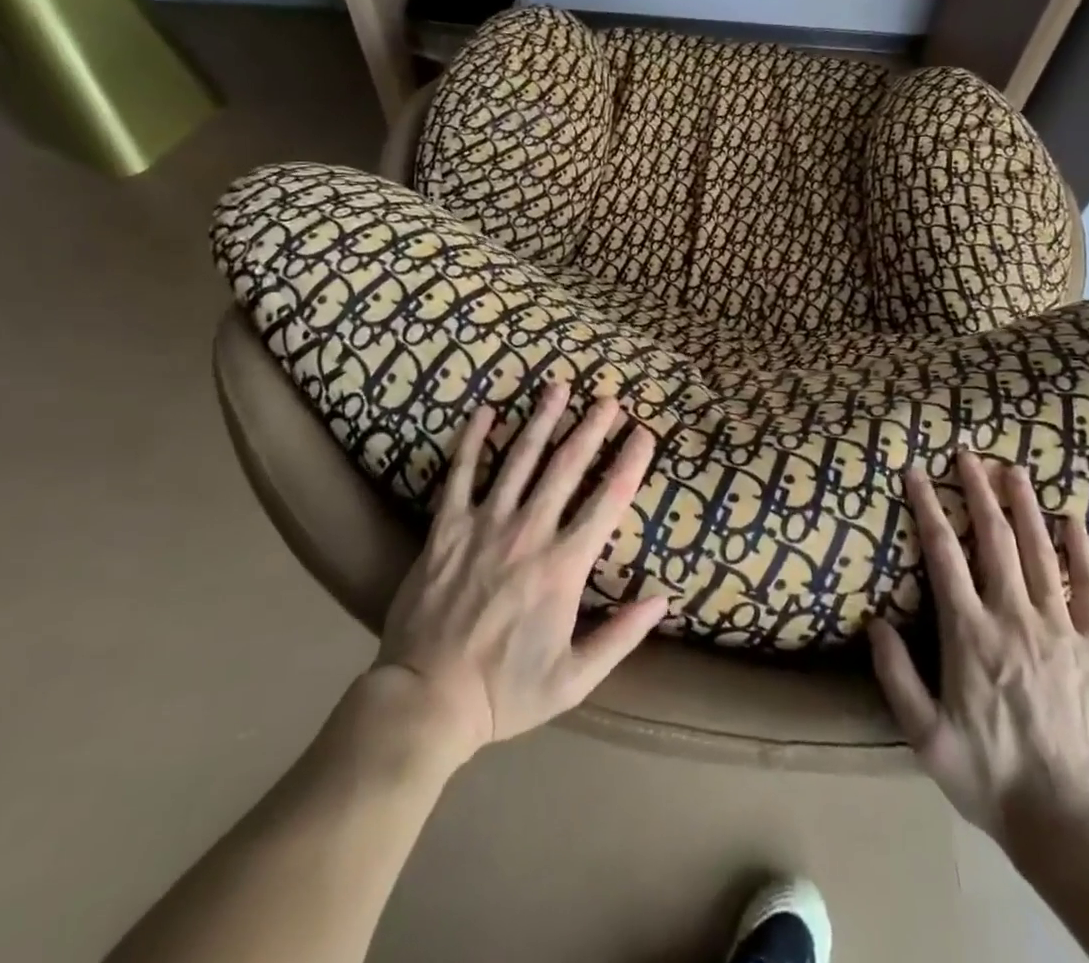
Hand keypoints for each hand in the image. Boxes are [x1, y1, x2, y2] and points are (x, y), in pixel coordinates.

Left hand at [366, 384, 669, 767]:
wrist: (426, 700)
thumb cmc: (504, 692)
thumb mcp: (574, 679)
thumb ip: (620, 636)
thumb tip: (662, 600)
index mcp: (563, 566)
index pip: (607, 501)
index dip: (630, 463)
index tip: (644, 434)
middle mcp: (529, 532)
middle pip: (567, 467)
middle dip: (591, 429)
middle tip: (609, 399)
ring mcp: (484, 524)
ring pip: (520, 459)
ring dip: (542, 420)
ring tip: (559, 387)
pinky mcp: (446, 527)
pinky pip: (461, 474)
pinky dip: (473, 440)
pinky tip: (486, 411)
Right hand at [869, 455, 1088, 855]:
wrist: (1072, 824)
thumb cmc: (990, 777)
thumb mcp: (925, 736)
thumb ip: (896, 676)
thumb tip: (874, 621)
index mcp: (970, 633)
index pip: (943, 553)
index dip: (927, 506)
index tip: (915, 472)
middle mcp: (1013, 617)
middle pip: (994, 538)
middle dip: (979, 489)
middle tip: (968, 451)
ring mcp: (1059, 628)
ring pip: (1040, 551)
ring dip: (1024, 505)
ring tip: (1013, 467)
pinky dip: (1081, 549)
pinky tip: (1073, 518)